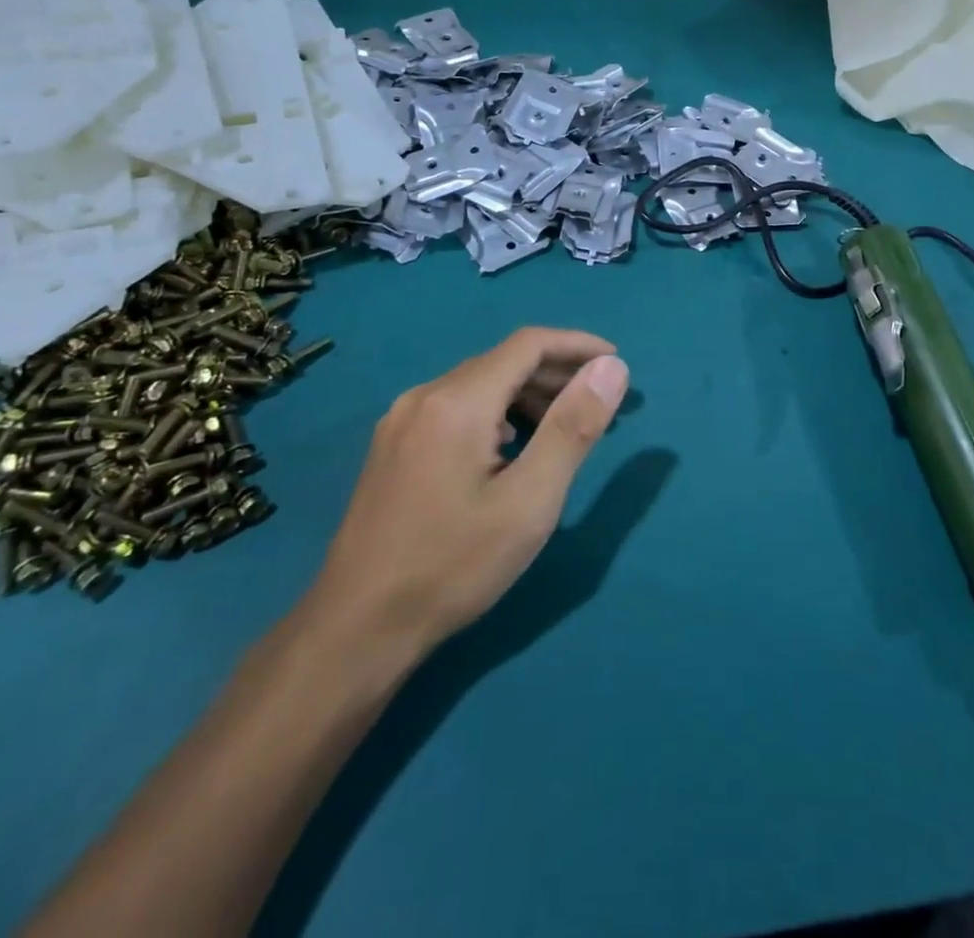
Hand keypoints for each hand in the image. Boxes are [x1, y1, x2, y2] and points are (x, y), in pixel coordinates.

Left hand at [304, 328, 628, 673]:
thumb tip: (611, 367)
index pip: (528, 344)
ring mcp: (402, 421)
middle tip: (602, 402)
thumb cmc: (453, 565)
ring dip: (528, 393)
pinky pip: (456, 408)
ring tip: (567, 424)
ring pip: (479, 384)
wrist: (357, 629)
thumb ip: (573, 427)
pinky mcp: (394, 446)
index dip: (577, 345)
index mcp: (457, 402)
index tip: (616, 363)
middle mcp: (424, 396)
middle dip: (558, 372)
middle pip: (503, 361)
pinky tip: (514, 445)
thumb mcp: (530, 501)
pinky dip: (498, 412)